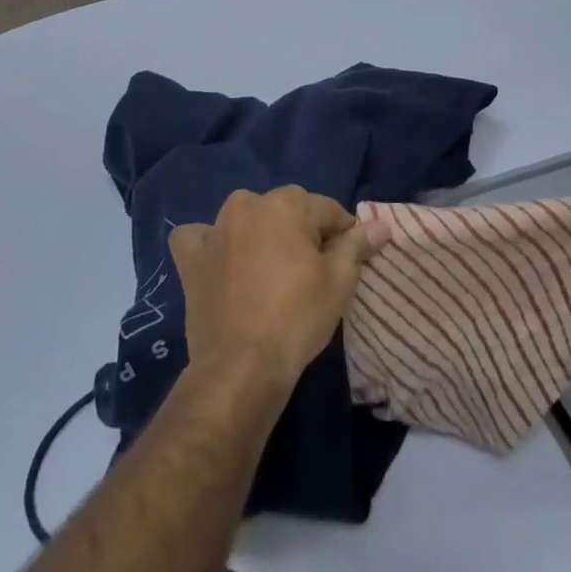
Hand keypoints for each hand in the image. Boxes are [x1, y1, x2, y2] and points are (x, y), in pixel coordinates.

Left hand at [169, 186, 381, 400]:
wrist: (241, 366)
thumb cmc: (298, 317)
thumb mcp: (339, 281)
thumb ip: (357, 245)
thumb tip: (380, 225)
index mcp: (287, 204)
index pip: (328, 209)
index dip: (343, 234)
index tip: (348, 261)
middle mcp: (248, 206)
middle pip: (287, 210)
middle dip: (302, 231)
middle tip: (311, 271)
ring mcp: (215, 231)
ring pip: (246, 217)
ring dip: (259, 231)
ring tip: (271, 267)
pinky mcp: (190, 259)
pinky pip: (199, 238)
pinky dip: (209, 243)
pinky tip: (220, 260)